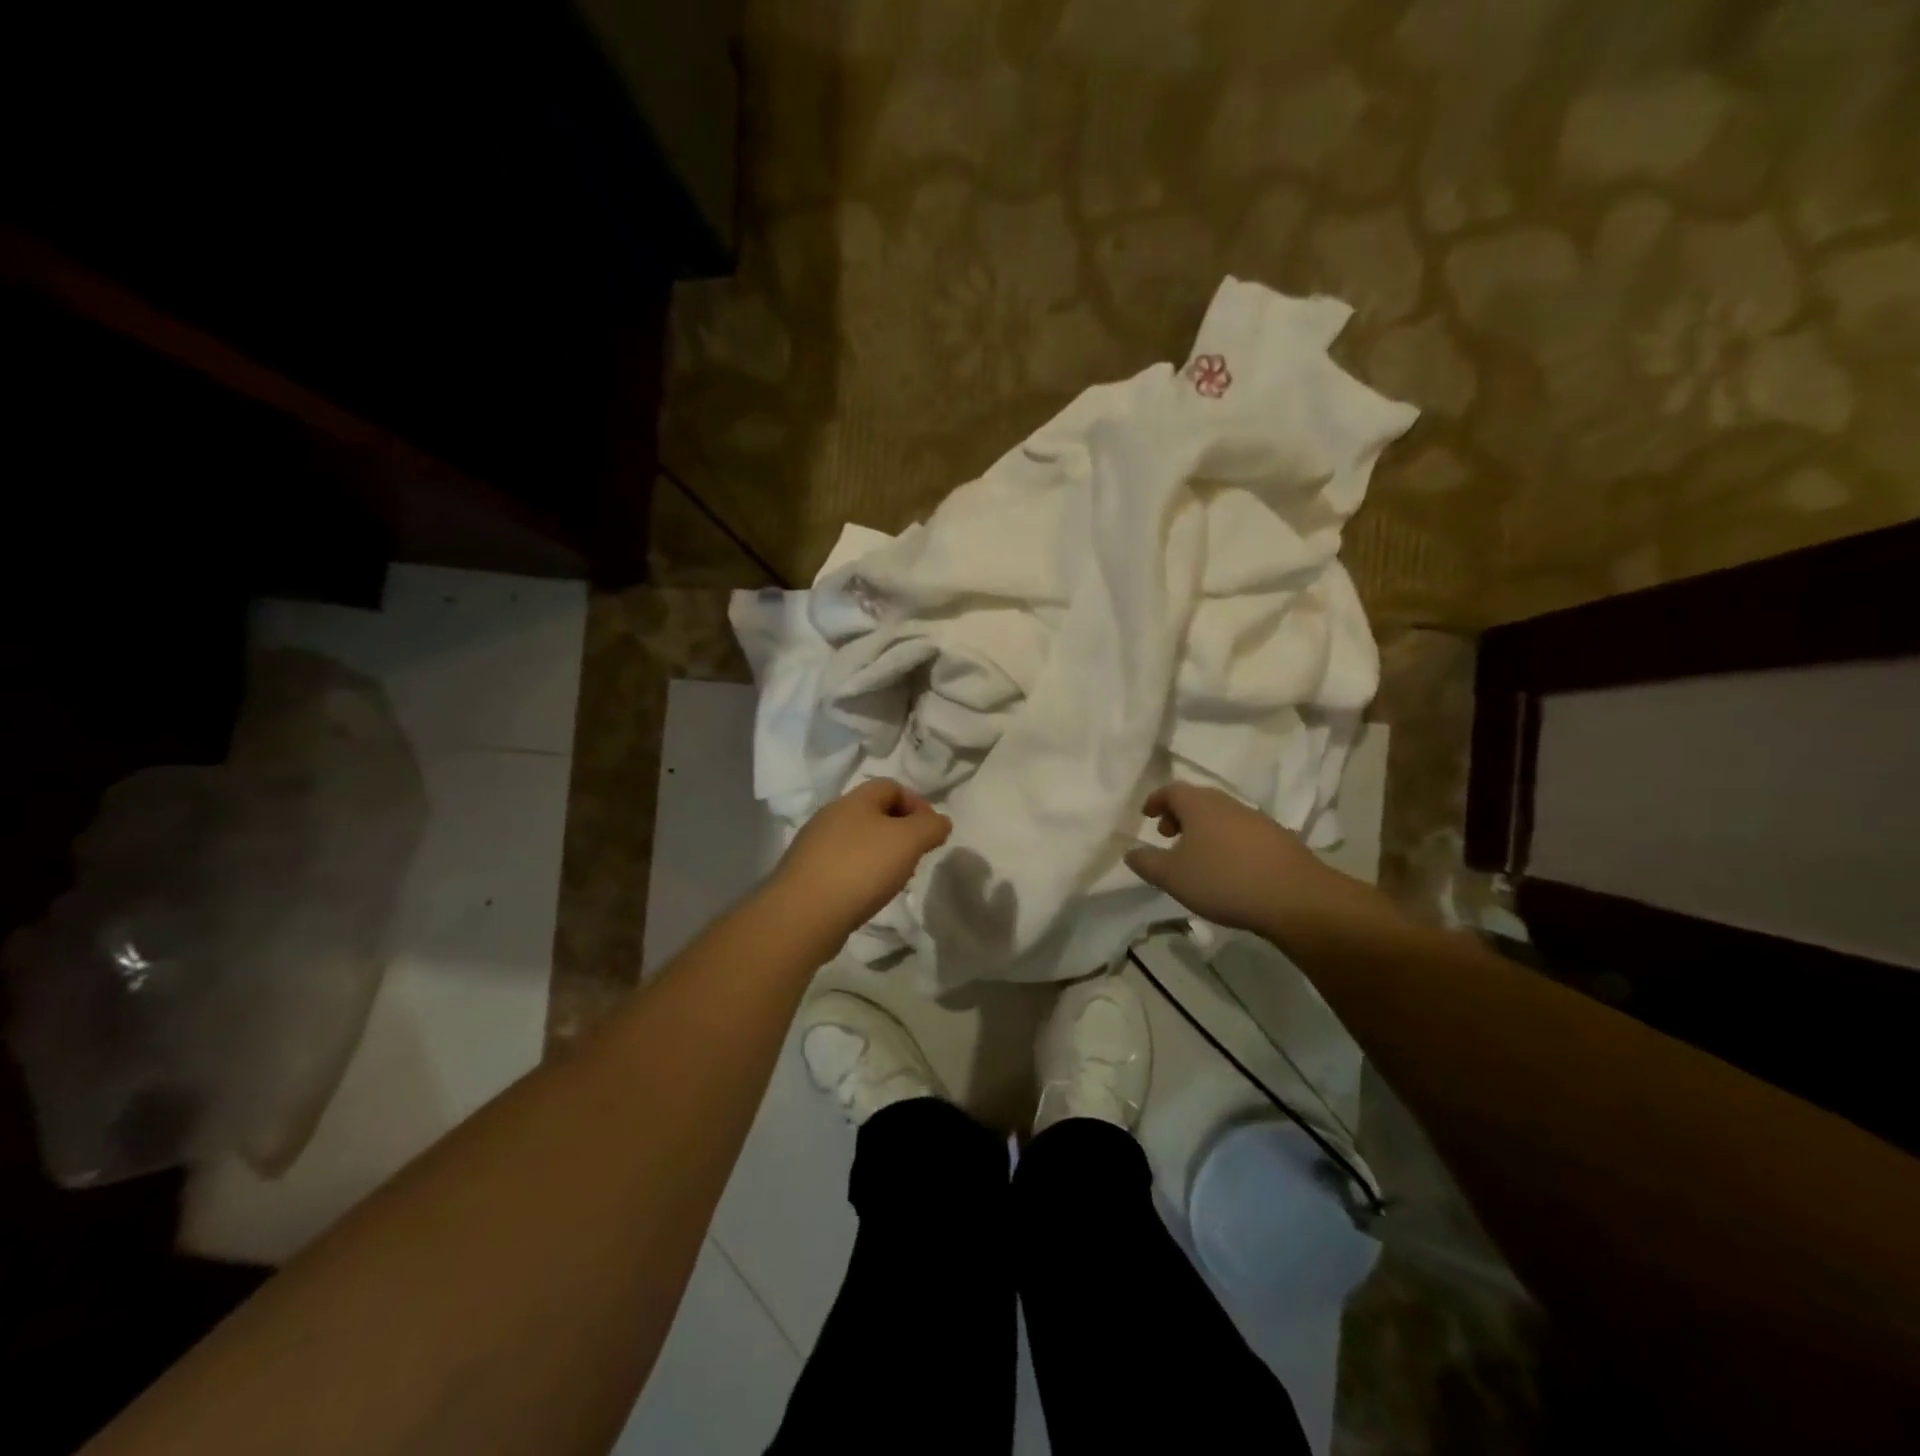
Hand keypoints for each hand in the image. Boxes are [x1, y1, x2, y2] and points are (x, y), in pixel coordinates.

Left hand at [770, 778, 951, 946]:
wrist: (802, 915)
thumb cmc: (860, 868)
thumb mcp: (908, 841)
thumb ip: (931, 827)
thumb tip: (940, 822)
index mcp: (854, 800)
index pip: (891, 786)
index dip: (917, 803)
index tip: (931, 831)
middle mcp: (831, 816)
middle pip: (873, 813)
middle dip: (900, 831)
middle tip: (915, 856)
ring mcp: (814, 846)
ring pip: (858, 840)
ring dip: (881, 855)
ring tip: (894, 880)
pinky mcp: (806, 874)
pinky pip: (842, 865)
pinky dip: (861, 874)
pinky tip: (867, 895)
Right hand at [1125, 782, 1366, 939]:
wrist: (1295, 898)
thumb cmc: (1223, 880)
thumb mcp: (1172, 876)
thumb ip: (1146, 862)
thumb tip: (1130, 852)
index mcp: (1199, 804)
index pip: (1171, 790)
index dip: (1156, 800)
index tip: (1146, 815)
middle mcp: (1228, 803)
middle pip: (1197, 800)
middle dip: (1179, 814)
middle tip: (1167, 835)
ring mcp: (1257, 820)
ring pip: (1221, 816)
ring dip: (1203, 830)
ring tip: (1196, 856)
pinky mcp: (1279, 840)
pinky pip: (1242, 833)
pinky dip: (1226, 842)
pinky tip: (1228, 869)